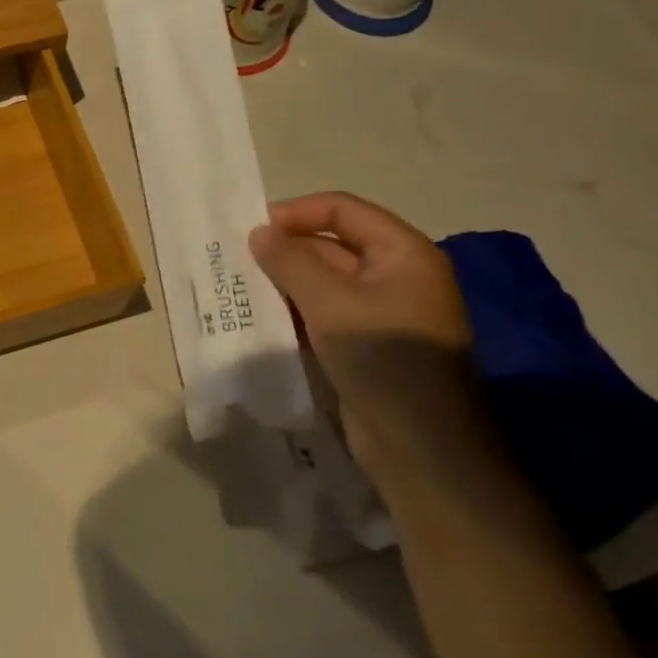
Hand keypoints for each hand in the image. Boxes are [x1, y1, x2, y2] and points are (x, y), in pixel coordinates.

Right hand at [248, 192, 502, 498]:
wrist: (421, 447)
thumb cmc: (383, 359)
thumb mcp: (331, 303)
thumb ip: (290, 262)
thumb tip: (259, 233)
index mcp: (402, 253)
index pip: (343, 209)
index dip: (296, 212)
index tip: (251, 229)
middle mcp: (395, 275)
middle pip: (332, 244)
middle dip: (285, 250)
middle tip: (236, 261)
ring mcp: (381, 313)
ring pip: (323, 282)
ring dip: (284, 283)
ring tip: (240, 288)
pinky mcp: (365, 345)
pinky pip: (324, 314)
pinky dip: (294, 312)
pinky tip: (260, 318)